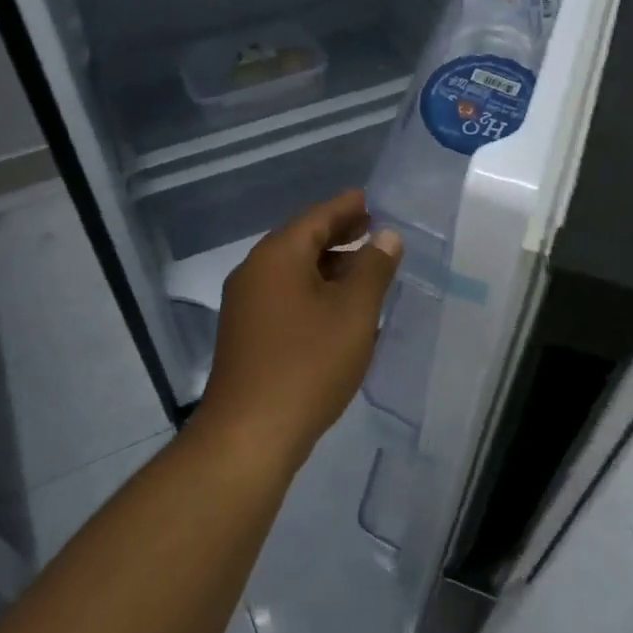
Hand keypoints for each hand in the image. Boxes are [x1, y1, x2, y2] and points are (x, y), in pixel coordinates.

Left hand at [197, 189, 402, 467]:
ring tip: (362, 266)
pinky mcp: (246, 334)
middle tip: (370, 227)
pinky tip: (337, 307)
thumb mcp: (353, 312)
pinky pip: (284, 296)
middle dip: (337, 233)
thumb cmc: (308, 364)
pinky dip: (313, 290)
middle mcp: (255, 272)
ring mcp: (245, 305)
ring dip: (327, 264)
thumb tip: (386, 236)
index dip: (345, 207)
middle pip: (301, 241)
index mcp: (277, 256)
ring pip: (292, 271)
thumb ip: (373, 269)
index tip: (368, 198)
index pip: (316, 217)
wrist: (250, 433)